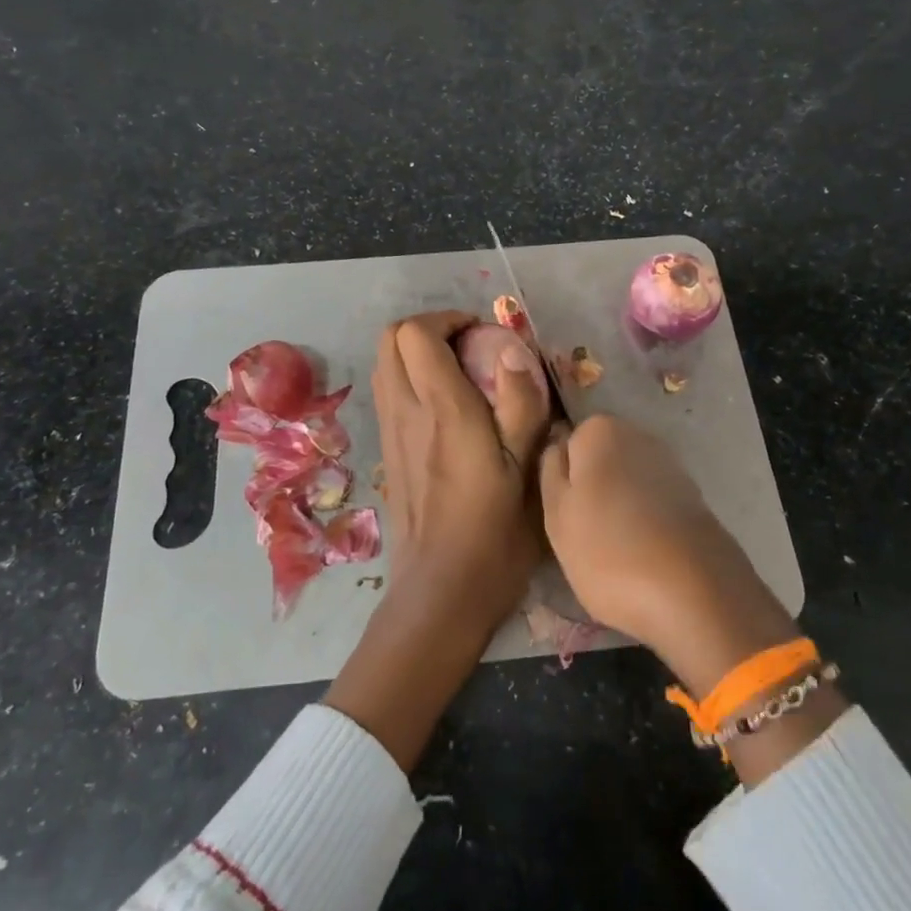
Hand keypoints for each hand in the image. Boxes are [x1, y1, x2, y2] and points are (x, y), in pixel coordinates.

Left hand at [325, 310, 550, 770]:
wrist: (442, 591)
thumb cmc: (494, 532)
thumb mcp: (526, 469)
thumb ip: (521, 403)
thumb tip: (512, 348)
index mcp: (442, 409)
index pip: (416, 334)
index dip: (447, 320)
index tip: (482, 335)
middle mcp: (406, 412)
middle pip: (389, 340)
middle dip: (427, 329)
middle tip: (468, 347)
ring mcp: (390, 432)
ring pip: (384, 366)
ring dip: (415, 354)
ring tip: (458, 373)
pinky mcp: (387, 453)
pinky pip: (388, 394)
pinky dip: (409, 381)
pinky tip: (445, 410)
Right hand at [538, 416, 799, 697]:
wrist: (694, 591)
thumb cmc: (608, 550)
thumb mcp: (556, 513)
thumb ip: (549, 469)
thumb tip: (556, 443)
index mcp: (599, 430)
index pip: (566, 443)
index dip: (561, 478)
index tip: (562, 512)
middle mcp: (638, 434)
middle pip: (598, 459)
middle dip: (591, 489)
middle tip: (582, 535)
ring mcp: (670, 464)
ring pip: (626, 481)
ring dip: (618, 506)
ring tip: (614, 551)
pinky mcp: (693, 496)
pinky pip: (652, 502)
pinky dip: (645, 521)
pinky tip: (643, 553)